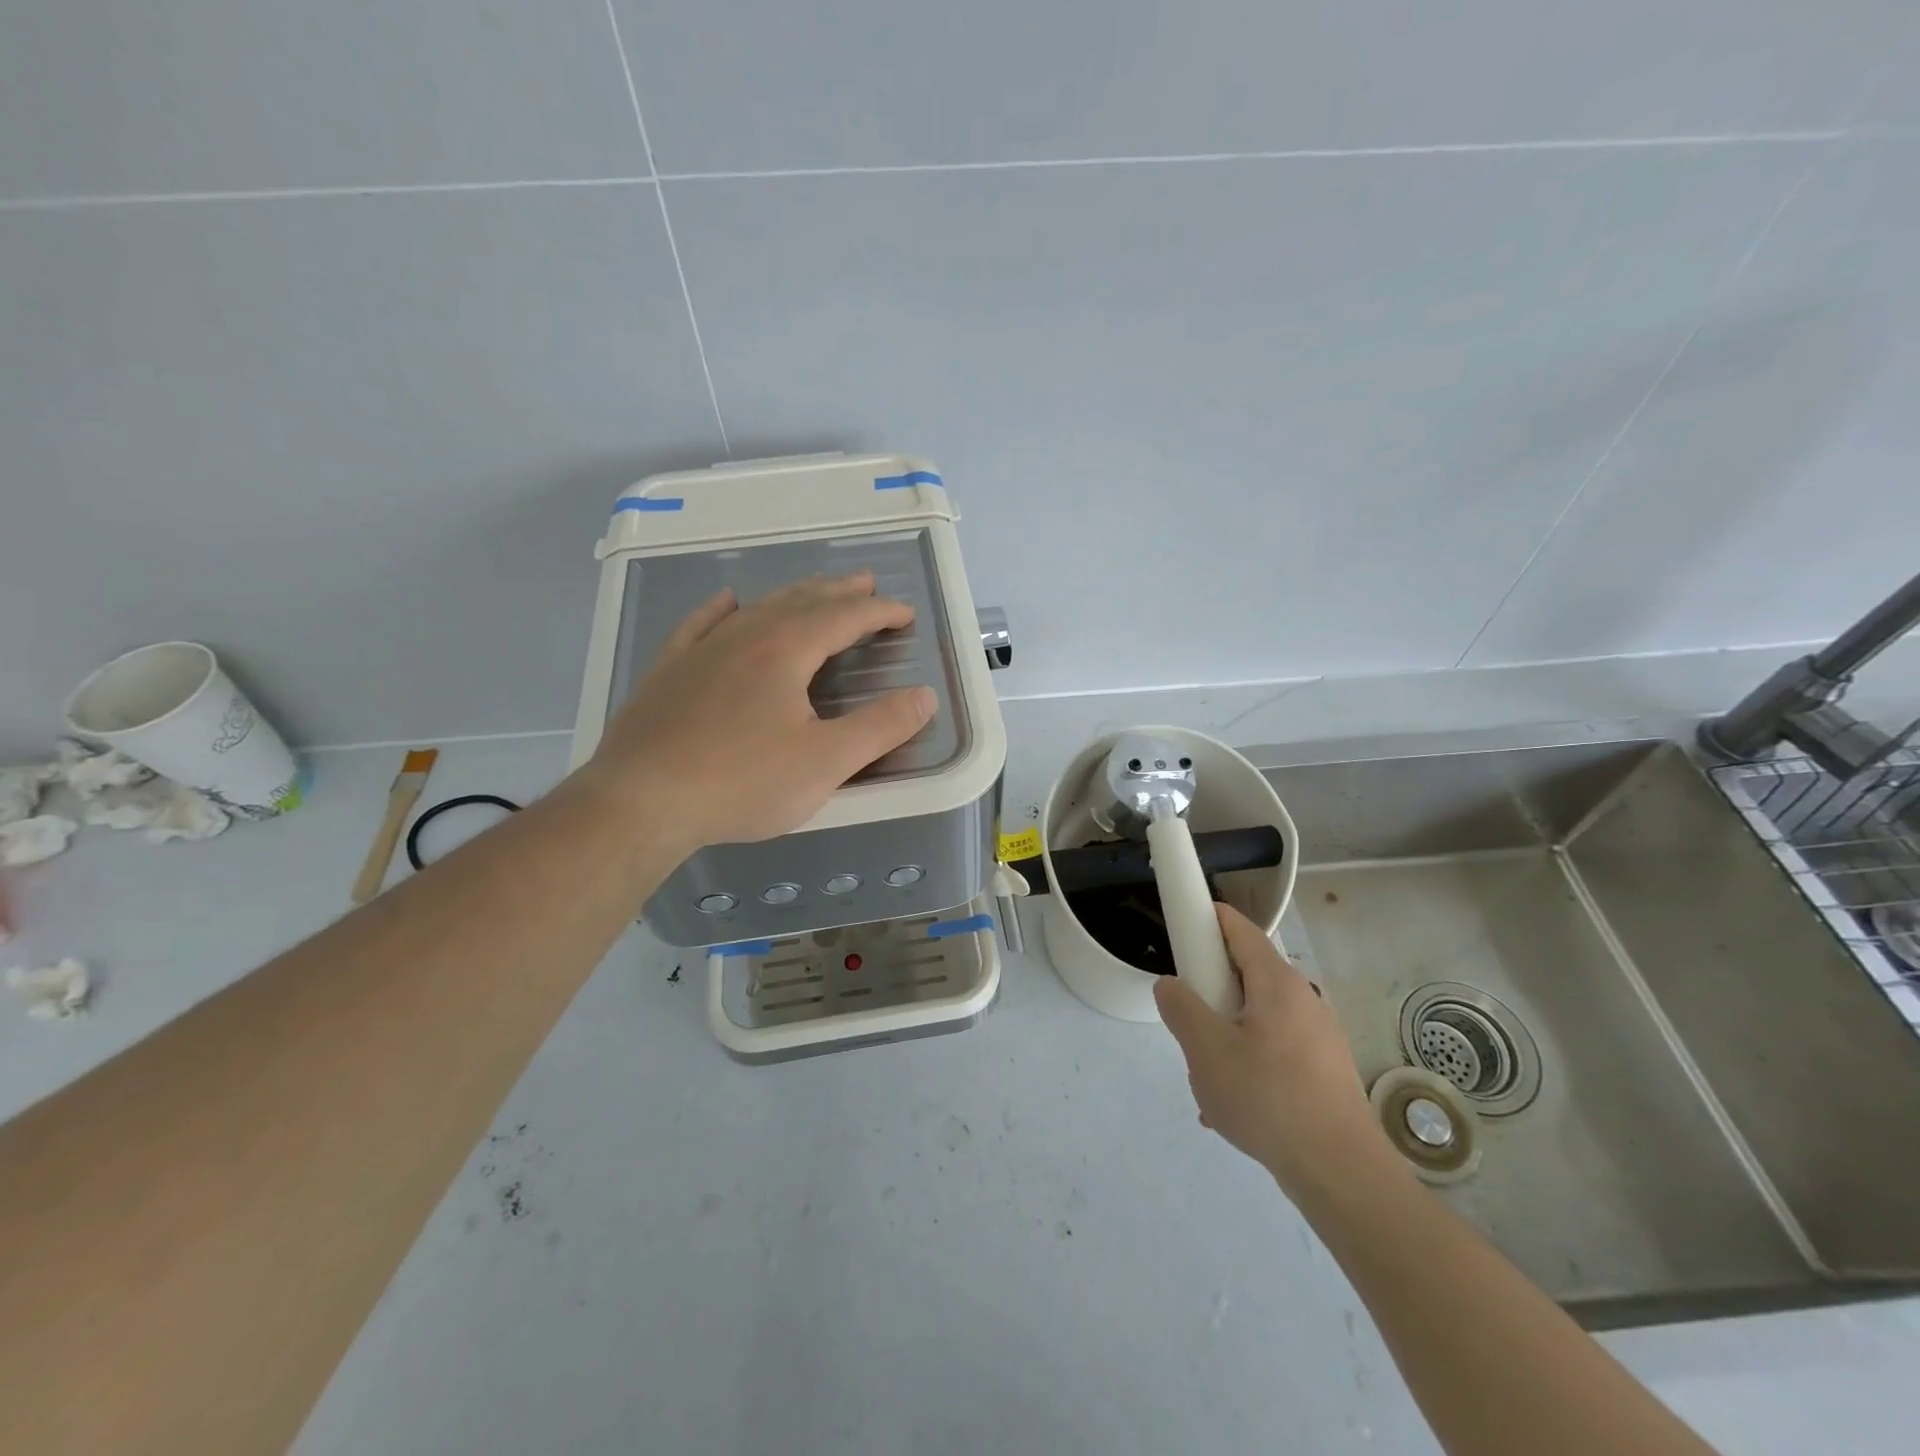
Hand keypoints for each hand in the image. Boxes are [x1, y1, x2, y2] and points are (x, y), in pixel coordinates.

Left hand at [586, 571, 935, 849]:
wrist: (641, 800)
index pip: (844, 618)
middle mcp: (745, 636)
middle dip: (839, 592)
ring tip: (814, 591)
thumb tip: (925, 696)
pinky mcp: (669, 671)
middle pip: (802, 601)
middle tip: (866, 582)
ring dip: (793, 596)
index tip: (904, 614)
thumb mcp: (826, 762)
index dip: (879, 612)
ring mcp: (701, 650)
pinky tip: (728, 602)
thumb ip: (880, 727)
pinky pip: (701, 624)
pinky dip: (722, 609)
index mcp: (786, 650)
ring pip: (757, 608)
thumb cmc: (742, 782)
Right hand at [1155, 903, 1396, 1201]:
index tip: (1181, 927)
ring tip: (1208, 1080)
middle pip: (1245, 976)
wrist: (1342, 1173)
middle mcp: (1303, 999)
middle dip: (1211, 994)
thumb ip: (1181, 1008)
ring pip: (1256, 1019)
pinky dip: (1248, 1064)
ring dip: (1226, 1037)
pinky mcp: (1325, 1070)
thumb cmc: (1268, 1099)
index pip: (1239, 928)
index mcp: (1277, 983)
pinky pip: (1274, 1051)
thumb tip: (1172, 985)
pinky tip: (1233, 1107)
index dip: (1208, 919)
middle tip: (1189, 1025)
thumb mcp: (1206, 1050)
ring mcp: (1319, 1036)